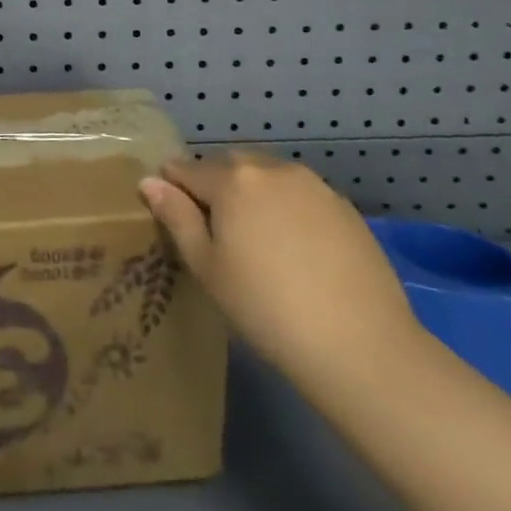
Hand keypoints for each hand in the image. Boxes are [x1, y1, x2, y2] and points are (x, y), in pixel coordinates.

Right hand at [139, 150, 421, 389]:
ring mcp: (313, 185)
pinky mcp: (344, 207)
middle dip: (215, 186)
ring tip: (257, 240)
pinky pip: (300, 194)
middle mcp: (272, 169)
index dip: (172, 189)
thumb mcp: (207, 267)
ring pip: (267, 175)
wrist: (361, 345)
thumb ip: (177, 217)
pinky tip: (295, 249)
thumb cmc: (266, 308)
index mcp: (232, 180)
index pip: (185, 168)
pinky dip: (287, 208)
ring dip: (253, 193)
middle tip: (216, 233)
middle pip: (229, 165)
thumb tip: (149, 181)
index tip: (175, 218)